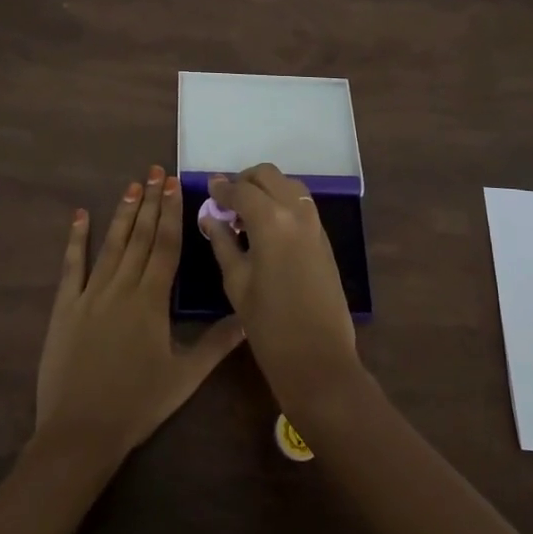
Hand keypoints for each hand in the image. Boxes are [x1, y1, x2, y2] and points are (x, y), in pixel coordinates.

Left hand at [35, 166, 245, 465]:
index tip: (174, 184)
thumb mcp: (184, 378)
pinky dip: (75, 239)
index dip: (171, 213)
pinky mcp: (65, 307)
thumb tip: (248, 317)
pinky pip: (71, 266)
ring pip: (110, 244)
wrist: (80, 432)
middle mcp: (121, 287)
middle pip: (139, 236)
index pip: (165, 245)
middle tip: (155, 170)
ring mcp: (90, 294)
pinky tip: (80, 216)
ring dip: (122, 213)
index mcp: (151, 300)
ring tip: (132, 185)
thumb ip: (217, 345)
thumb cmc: (137, 404)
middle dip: (149, 201)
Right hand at [201, 164, 362, 413]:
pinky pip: (300, 204)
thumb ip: (222, 242)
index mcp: (271, 220)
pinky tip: (266, 228)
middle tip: (227, 201)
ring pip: (288, 185)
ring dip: (266, 189)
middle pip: (268, 175)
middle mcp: (296, 211)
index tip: (208, 190)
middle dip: (245, 181)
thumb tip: (210, 216)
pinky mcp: (324, 238)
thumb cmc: (268, 325)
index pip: (241, 190)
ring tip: (246, 215)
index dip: (221, 189)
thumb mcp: (236, 282)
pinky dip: (281, 202)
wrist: (318, 358)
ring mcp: (315, 223)